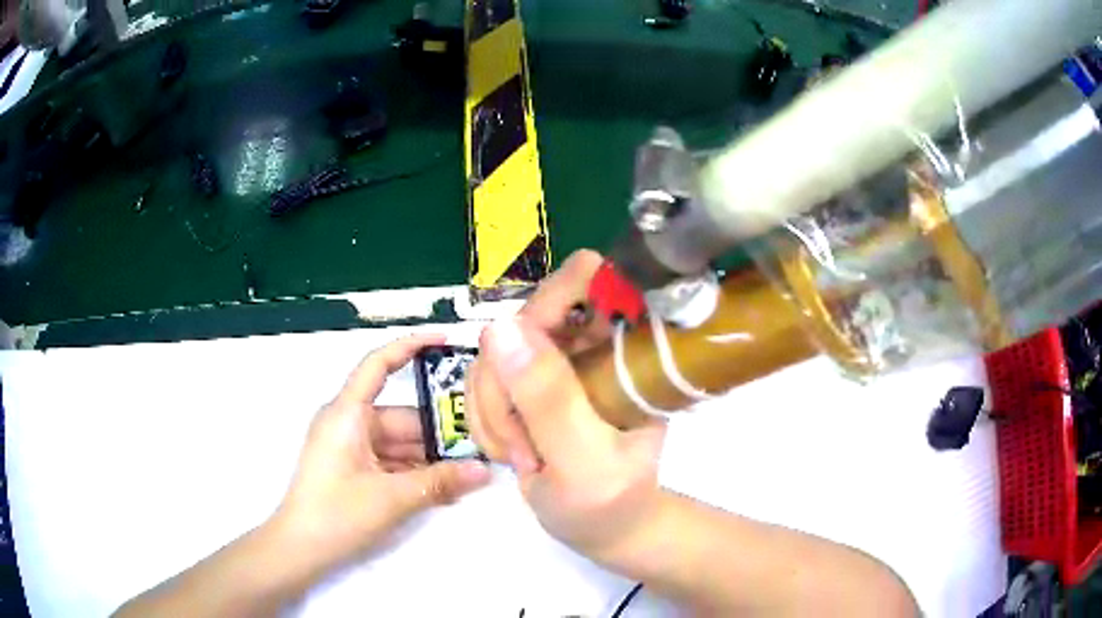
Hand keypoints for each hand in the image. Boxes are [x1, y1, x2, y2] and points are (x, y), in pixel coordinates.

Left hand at [274, 334, 490, 575]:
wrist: (300, 548)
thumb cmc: (337, 513)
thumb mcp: (392, 498)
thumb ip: (440, 483)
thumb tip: (485, 472)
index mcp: (347, 414)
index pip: (378, 365)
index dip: (410, 347)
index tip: (444, 341)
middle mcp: (348, 423)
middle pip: (401, 416)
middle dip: (438, 431)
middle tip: (481, 441)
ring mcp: (350, 447)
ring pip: (399, 443)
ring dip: (430, 458)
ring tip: (471, 471)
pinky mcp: (353, 469)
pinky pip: (390, 462)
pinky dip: (415, 472)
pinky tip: (446, 488)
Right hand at [466, 251, 666, 560]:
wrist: (604, 525)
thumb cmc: (610, 502)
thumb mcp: (584, 461)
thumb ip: (548, 399)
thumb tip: (499, 327)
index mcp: (627, 349)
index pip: (589, 277)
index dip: (549, 303)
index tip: (526, 364)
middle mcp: (593, 340)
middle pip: (523, 318)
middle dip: (505, 384)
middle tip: (522, 445)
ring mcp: (558, 358)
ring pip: (495, 349)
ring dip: (492, 408)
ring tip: (521, 457)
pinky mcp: (532, 378)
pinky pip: (485, 375)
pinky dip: (485, 416)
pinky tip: (509, 450)